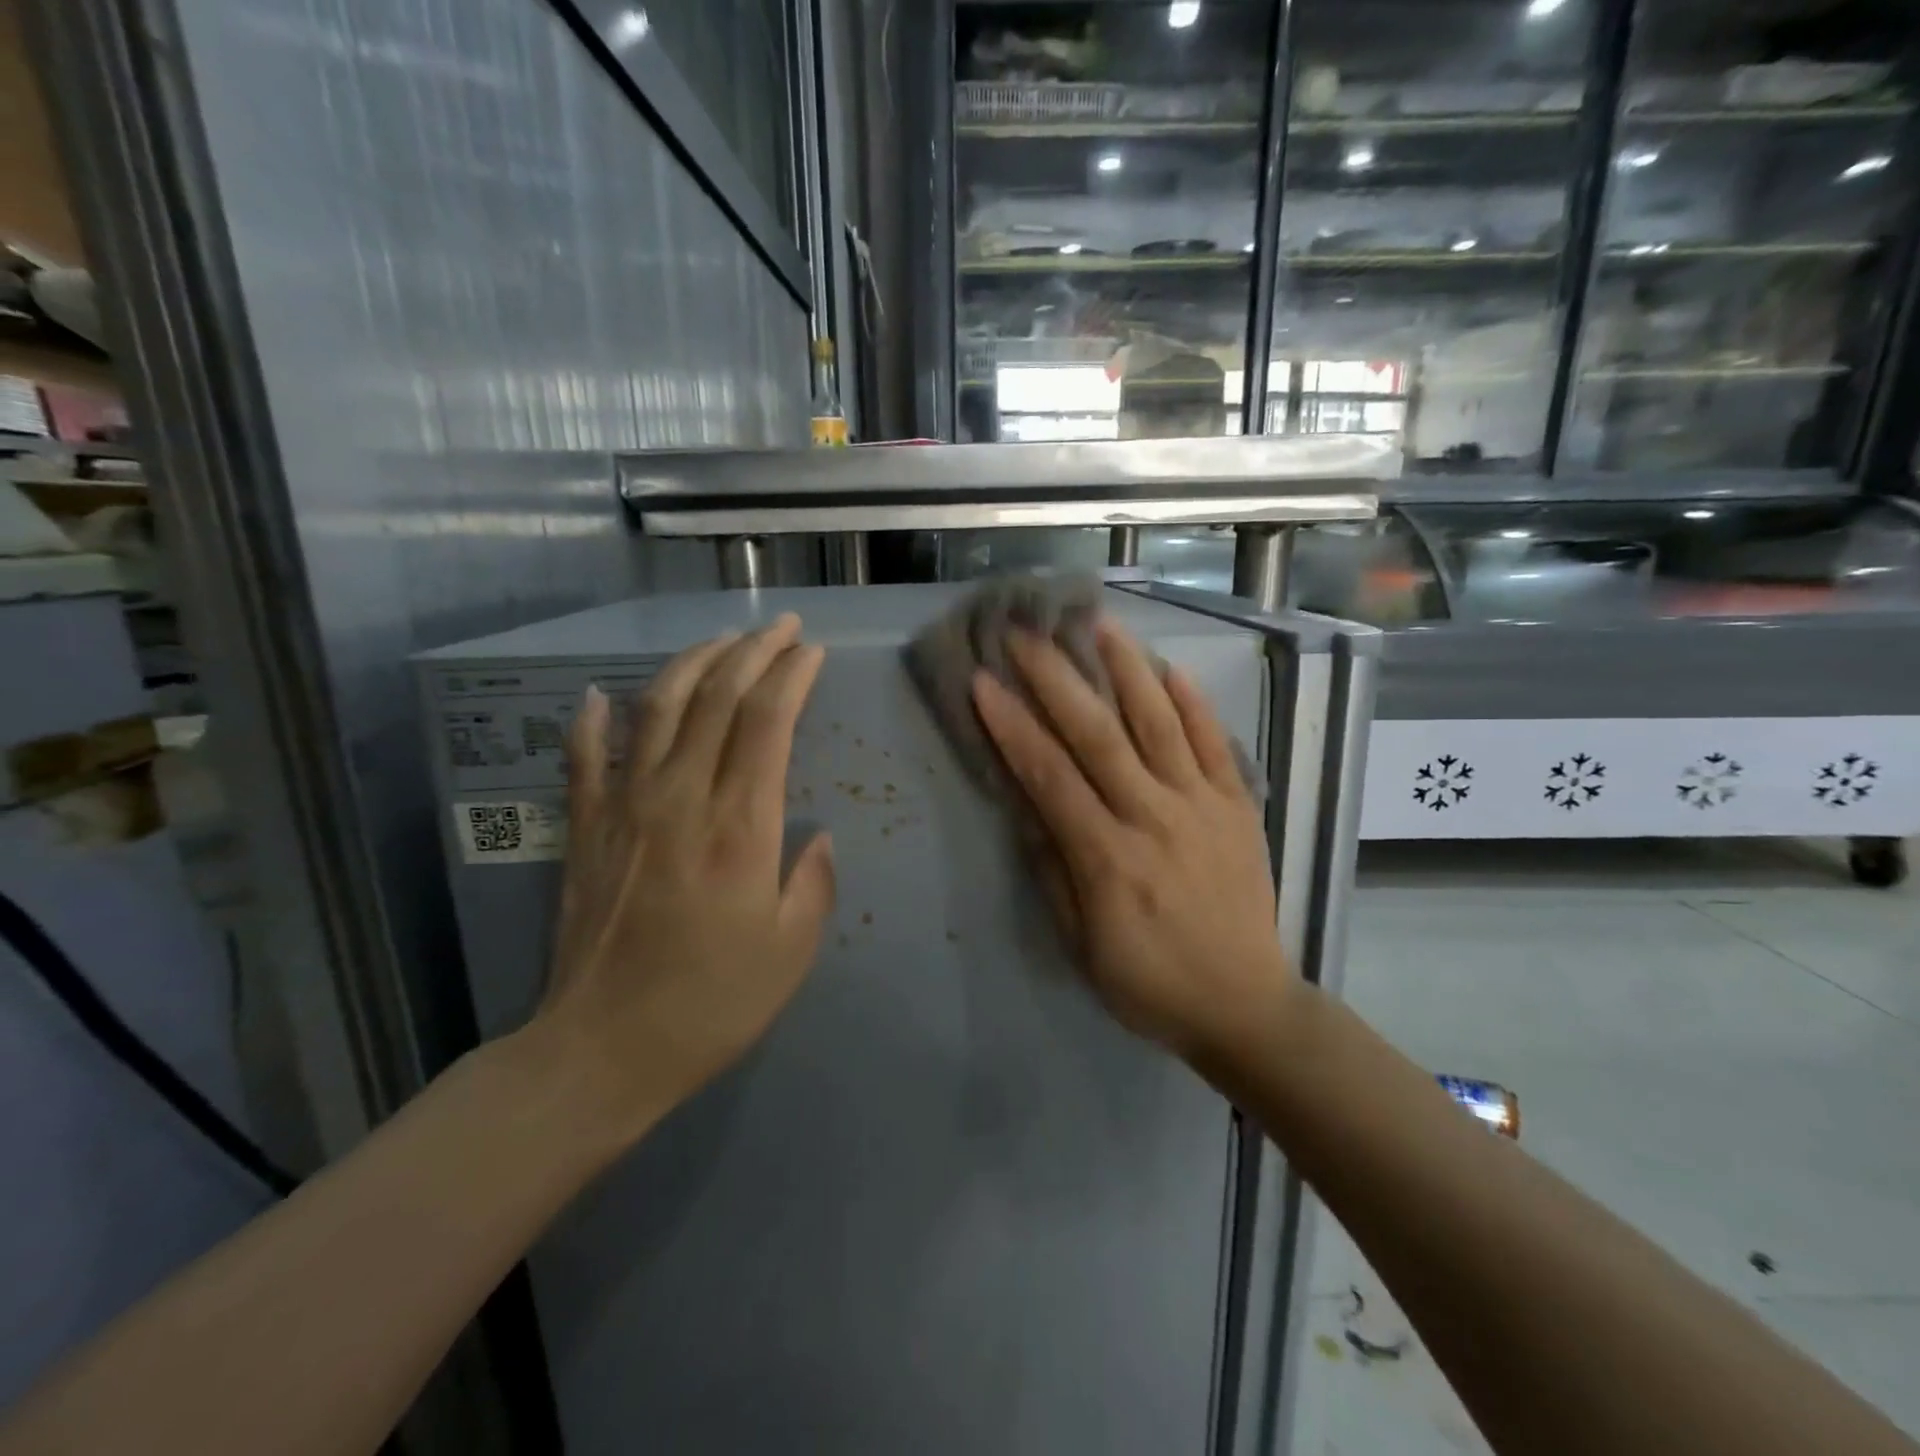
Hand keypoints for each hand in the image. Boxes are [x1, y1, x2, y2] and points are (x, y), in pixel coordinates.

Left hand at [530, 614, 834, 1144]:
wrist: (601, 1051)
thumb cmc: (711, 1004)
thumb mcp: (791, 952)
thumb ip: (814, 883)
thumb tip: (818, 835)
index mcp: (740, 827)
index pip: (768, 721)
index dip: (792, 676)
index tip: (812, 653)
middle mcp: (681, 799)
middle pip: (717, 698)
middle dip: (754, 652)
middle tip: (782, 629)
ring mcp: (625, 808)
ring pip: (657, 709)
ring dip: (692, 664)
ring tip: (721, 640)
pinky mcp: (585, 829)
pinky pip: (584, 757)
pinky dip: (593, 719)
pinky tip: (602, 694)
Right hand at [970, 620, 1294, 1060]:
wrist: (1246, 1004)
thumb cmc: (1149, 982)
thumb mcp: (1081, 945)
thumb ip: (1053, 872)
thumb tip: (1026, 809)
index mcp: (1107, 858)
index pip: (1050, 775)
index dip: (1013, 726)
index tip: (984, 681)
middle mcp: (1154, 817)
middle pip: (1098, 735)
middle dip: (1056, 678)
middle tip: (1026, 634)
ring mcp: (1202, 806)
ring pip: (1159, 723)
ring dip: (1126, 669)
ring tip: (1098, 622)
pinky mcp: (1238, 806)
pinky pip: (1214, 743)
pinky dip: (1192, 703)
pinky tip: (1169, 667)